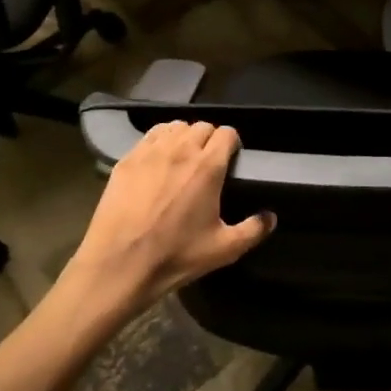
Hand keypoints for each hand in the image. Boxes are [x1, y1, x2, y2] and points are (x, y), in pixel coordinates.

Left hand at [62, 121, 274, 322]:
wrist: (119, 264)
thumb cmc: (175, 256)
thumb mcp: (223, 250)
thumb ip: (253, 230)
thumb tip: (271, 217)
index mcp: (208, 166)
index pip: (227, 133)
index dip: (232, 143)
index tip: (231, 158)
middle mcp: (181, 150)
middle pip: (202, 126)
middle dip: (210, 139)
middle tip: (208, 161)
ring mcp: (150, 152)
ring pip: (175, 127)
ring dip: (184, 136)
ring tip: (183, 157)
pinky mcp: (127, 159)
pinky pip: (150, 136)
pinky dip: (160, 141)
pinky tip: (159, 160)